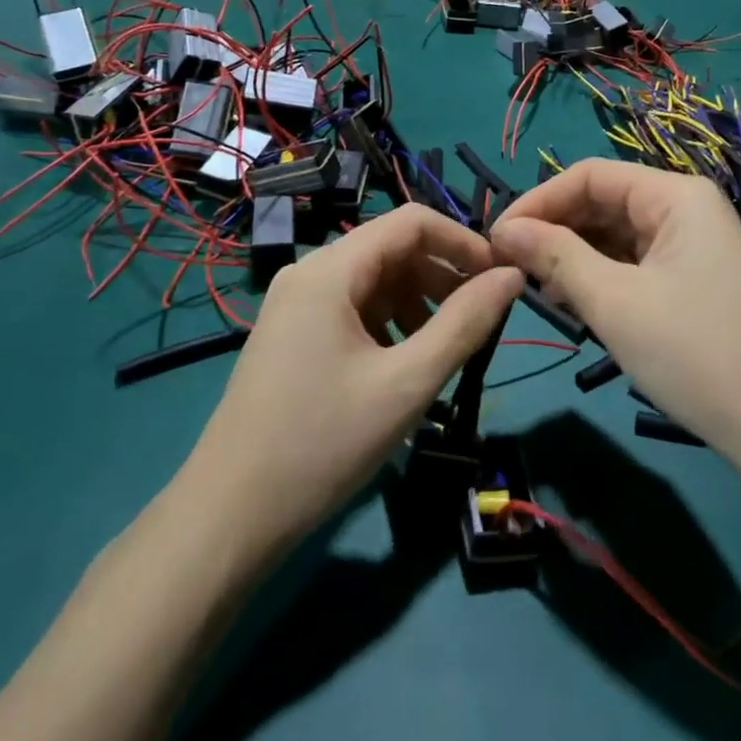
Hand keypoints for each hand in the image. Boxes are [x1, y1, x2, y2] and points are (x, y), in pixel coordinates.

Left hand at [177, 205, 523, 564]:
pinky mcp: (293, 335)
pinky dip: (390, 324)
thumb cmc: (322, 443)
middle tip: (480, 321)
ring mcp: (296, 305)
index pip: (411, 222)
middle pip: (392, 250)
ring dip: (419, 303)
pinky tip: (403, 366)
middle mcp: (310, 273)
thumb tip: (512, 276)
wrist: (228, 518)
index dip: (462, 241)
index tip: (499, 279)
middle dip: (442, 276)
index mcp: (330, 270)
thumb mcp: (407, 383)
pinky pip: (354, 309)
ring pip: (375, 281)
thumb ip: (465, 324)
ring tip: (444, 350)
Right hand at [490, 160, 740, 475]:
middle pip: (603, 202)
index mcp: (676, 194)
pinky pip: (634, 262)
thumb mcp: (614, 302)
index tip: (496, 237)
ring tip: (533, 287)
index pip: (590, 176)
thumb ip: (556, 257)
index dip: (538, 201)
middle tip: (508, 266)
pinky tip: (571, 300)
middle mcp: (686, 207)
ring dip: (573, 255)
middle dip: (554, 229)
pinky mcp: (693, 278)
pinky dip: (599, 275)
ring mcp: (693, 244)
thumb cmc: (694, 354)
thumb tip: (504, 229)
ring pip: (616, 234)